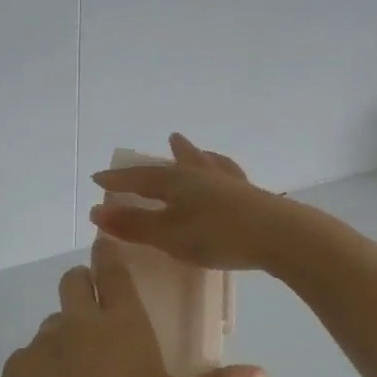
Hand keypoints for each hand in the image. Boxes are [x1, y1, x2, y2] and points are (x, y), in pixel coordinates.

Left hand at [1, 234, 263, 376]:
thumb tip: (262, 373)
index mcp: (122, 323)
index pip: (112, 270)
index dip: (108, 252)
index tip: (105, 242)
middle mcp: (80, 321)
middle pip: (73, 281)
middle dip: (83, 285)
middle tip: (96, 313)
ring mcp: (44, 341)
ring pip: (53, 320)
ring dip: (65, 333)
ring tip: (77, 370)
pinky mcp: (16, 365)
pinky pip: (30, 355)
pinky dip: (41, 367)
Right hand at [88, 133, 299, 271]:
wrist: (279, 236)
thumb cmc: (216, 235)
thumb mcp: (168, 234)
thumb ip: (134, 224)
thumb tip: (97, 211)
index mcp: (177, 181)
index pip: (139, 177)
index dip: (118, 179)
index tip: (98, 177)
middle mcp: (201, 175)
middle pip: (177, 163)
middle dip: (166, 157)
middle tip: (168, 140)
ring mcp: (229, 184)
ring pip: (207, 164)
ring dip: (196, 156)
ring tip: (194, 148)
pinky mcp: (252, 197)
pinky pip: (230, 177)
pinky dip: (222, 171)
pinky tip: (229, 175)